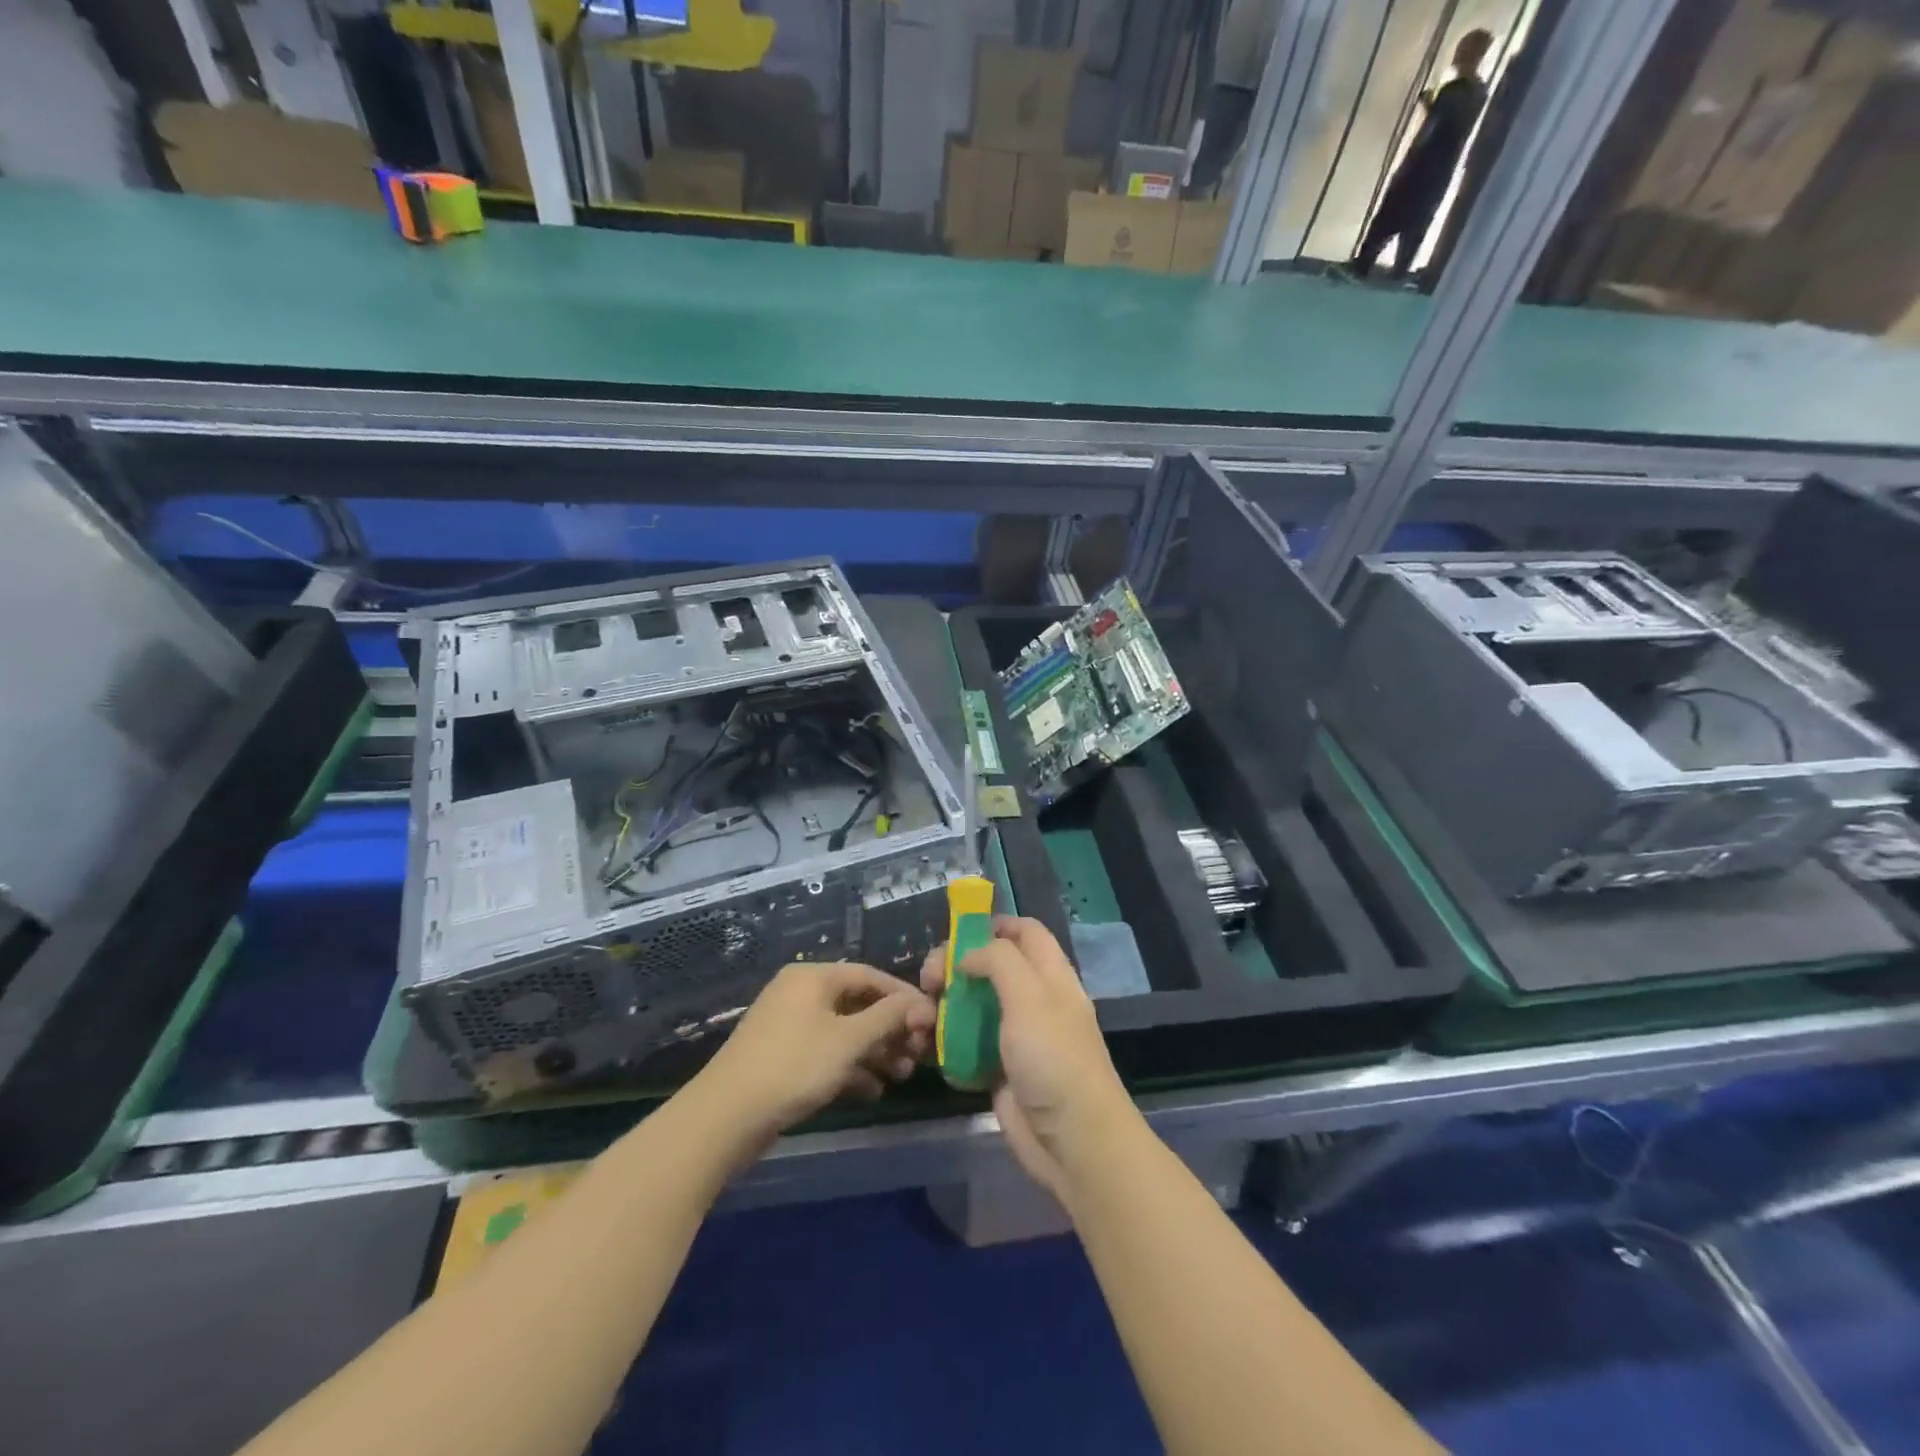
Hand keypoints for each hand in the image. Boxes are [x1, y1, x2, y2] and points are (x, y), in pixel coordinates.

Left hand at [694, 962, 933, 1146]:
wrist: (725, 1117)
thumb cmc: (793, 1067)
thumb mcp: (848, 1041)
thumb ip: (888, 1018)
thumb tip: (922, 1003)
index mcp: (813, 977)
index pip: (870, 976)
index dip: (904, 997)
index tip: (932, 1021)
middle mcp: (801, 993)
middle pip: (858, 1004)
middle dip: (891, 1029)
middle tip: (918, 1055)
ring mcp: (789, 1025)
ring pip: (844, 1031)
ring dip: (875, 1051)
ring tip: (901, 1076)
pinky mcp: (782, 1056)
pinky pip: (827, 1052)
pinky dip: (851, 1067)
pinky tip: (873, 1090)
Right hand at [920, 917, 1134, 1203]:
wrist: (1073, 1142)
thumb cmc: (1054, 1059)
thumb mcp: (1029, 996)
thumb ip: (998, 961)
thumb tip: (968, 954)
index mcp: (1050, 975)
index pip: (1025, 932)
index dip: (993, 925)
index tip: (955, 933)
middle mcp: (1034, 1000)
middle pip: (991, 967)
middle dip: (955, 967)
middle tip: (928, 981)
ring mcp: (1016, 1037)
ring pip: (973, 1007)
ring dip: (944, 1008)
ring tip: (920, 1019)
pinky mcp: (1000, 1071)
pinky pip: (967, 1047)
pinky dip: (946, 1044)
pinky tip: (926, 1048)